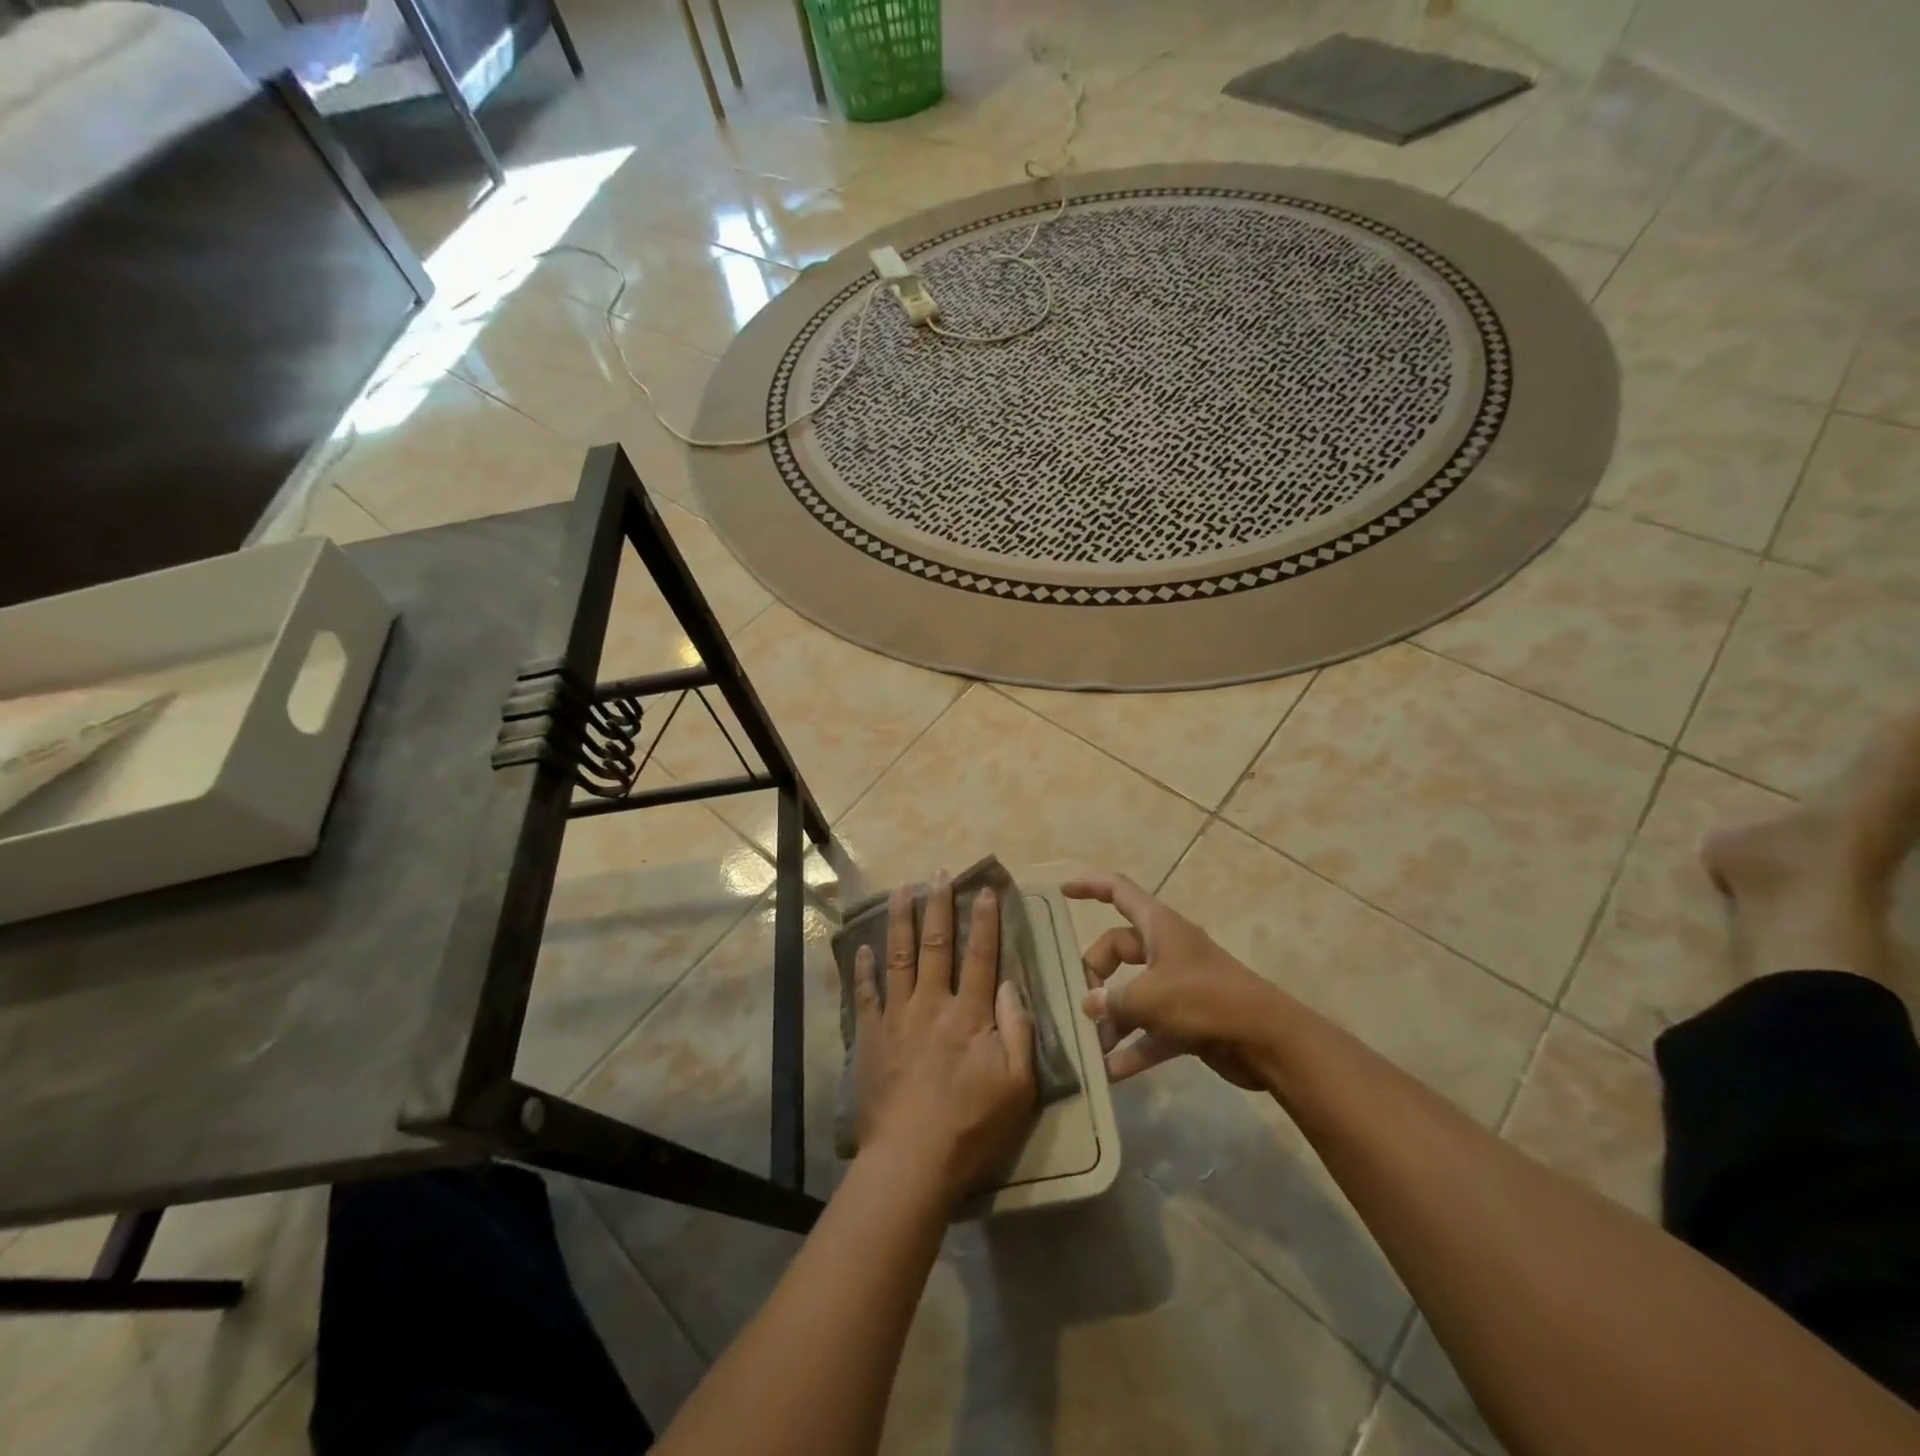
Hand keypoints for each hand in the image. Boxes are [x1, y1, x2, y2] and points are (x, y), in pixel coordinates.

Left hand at [852, 873, 1036, 1202]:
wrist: (911, 1160)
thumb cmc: (972, 1126)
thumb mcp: (1017, 1085)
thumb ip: (1019, 1030)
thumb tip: (1010, 985)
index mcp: (969, 1014)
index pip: (981, 955)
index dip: (985, 920)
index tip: (986, 890)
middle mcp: (931, 1003)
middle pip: (935, 944)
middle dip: (939, 906)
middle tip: (939, 874)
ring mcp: (897, 1017)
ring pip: (898, 957)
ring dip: (900, 920)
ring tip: (901, 890)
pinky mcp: (871, 1037)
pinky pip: (866, 994)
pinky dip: (864, 969)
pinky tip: (863, 948)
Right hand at [1064, 871, 1279, 1087]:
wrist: (1267, 1040)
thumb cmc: (1204, 1000)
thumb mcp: (1149, 997)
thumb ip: (1112, 1001)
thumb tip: (1089, 1006)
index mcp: (1159, 926)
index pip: (1118, 892)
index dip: (1089, 886)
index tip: (1062, 892)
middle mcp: (1167, 950)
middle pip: (1118, 949)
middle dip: (1095, 974)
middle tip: (1081, 1002)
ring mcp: (1179, 986)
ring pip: (1132, 993)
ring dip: (1111, 1018)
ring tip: (1089, 1044)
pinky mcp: (1189, 1020)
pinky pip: (1150, 1030)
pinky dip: (1133, 1047)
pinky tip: (1110, 1072)